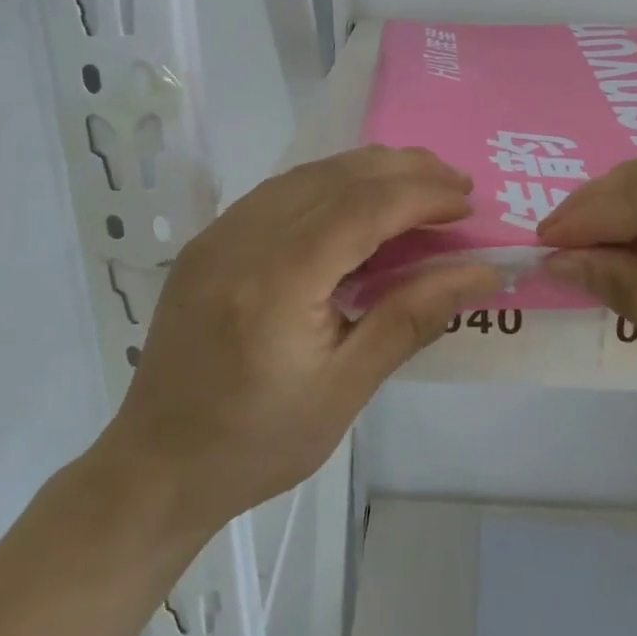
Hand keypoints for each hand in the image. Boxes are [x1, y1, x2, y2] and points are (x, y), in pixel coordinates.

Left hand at [106, 146, 501, 531]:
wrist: (157, 465)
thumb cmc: (259, 442)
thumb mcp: (346, 389)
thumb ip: (412, 318)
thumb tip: (479, 272)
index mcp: (278, 280)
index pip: (362, 208)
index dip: (422, 196)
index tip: (467, 204)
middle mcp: (242, 239)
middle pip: (336, 177)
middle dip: (403, 170)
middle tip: (455, 183)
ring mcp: (218, 235)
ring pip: (306, 175)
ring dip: (367, 171)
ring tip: (417, 183)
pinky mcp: (209, 242)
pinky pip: (279, 192)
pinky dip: (329, 185)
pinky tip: (356, 202)